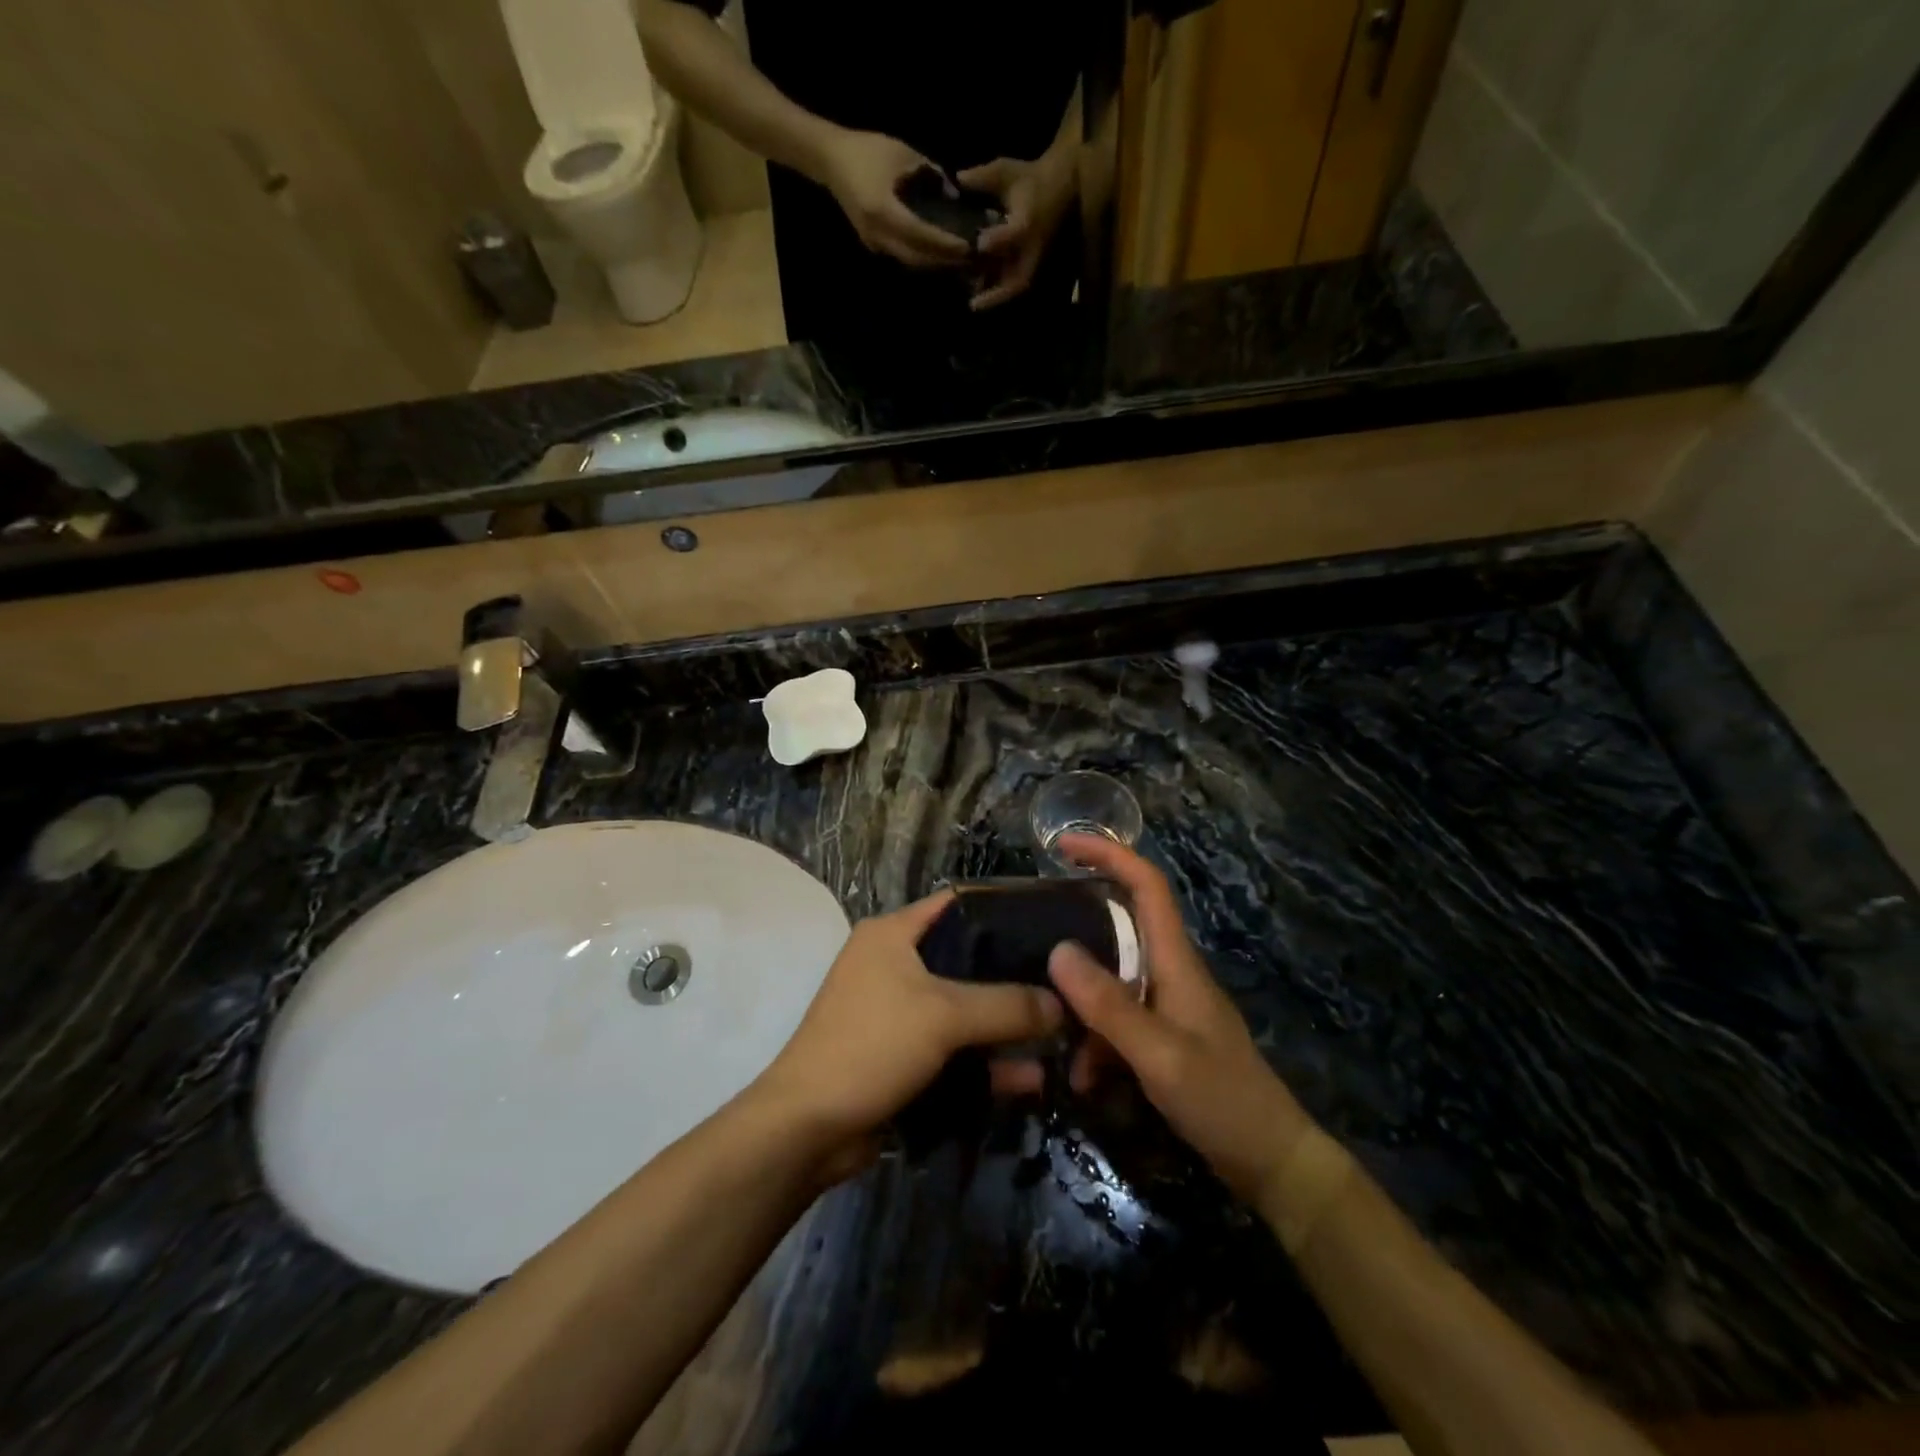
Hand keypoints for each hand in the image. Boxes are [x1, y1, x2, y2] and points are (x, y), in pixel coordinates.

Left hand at [751, 890, 1061, 1179]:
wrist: (808, 1128)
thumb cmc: (872, 1045)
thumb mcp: (944, 1016)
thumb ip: (1008, 1006)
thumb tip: (1064, 1005)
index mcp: (892, 934)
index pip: (957, 905)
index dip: (1003, 911)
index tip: (1051, 926)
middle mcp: (893, 963)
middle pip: (966, 960)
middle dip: (1013, 977)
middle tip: (1066, 986)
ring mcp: (896, 1012)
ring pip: (963, 1009)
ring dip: (1004, 1027)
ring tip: (1060, 1037)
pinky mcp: (901, 1055)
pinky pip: (952, 1048)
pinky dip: (984, 1061)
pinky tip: (1029, 1079)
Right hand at [814, 129, 972, 268]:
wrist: (830, 159)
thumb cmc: (867, 150)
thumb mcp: (902, 153)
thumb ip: (930, 174)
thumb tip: (953, 195)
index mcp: (883, 209)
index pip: (920, 234)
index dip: (944, 243)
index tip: (967, 246)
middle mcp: (878, 234)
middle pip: (916, 258)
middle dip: (942, 260)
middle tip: (968, 259)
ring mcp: (873, 243)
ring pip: (909, 261)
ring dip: (932, 263)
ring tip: (956, 259)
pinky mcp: (873, 244)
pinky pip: (901, 256)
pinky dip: (920, 257)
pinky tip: (936, 253)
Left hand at [958, 147, 1076, 310]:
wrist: (1058, 187)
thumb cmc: (1030, 178)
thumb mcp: (1006, 171)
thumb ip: (982, 177)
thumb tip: (957, 179)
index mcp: (1028, 219)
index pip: (1015, 233)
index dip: (999, 239)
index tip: (980, 244)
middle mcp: (1032, 246)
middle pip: (1019, 278)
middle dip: (997, 293)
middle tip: (974, 304)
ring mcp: (1033, 259)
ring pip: (1016, 285)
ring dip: (996, 297)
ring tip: (974, 304)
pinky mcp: (1032, 264)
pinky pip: (1015, 283)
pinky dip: (999, 292)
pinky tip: (979, 296)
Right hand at [1045, 835, 1314, 1203]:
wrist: (1272, 1162)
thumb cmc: (1222, 1100)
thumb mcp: (1160, 1054)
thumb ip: (1108, 1005)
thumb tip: (1057, 950)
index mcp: (1175, 960)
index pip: (1146, 885)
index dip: (1109, 853)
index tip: (1062, 844)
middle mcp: (1169, 971)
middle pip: (1119, 926)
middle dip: (1077, 927)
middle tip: (1030, 935)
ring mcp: (1165, 1005)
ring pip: (1110, 980)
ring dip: (1081, 1006)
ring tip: (1055, 1043)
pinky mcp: (1162, 1036)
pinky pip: (1116, 1020)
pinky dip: (1094, 1041)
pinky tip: (1083, 1079)